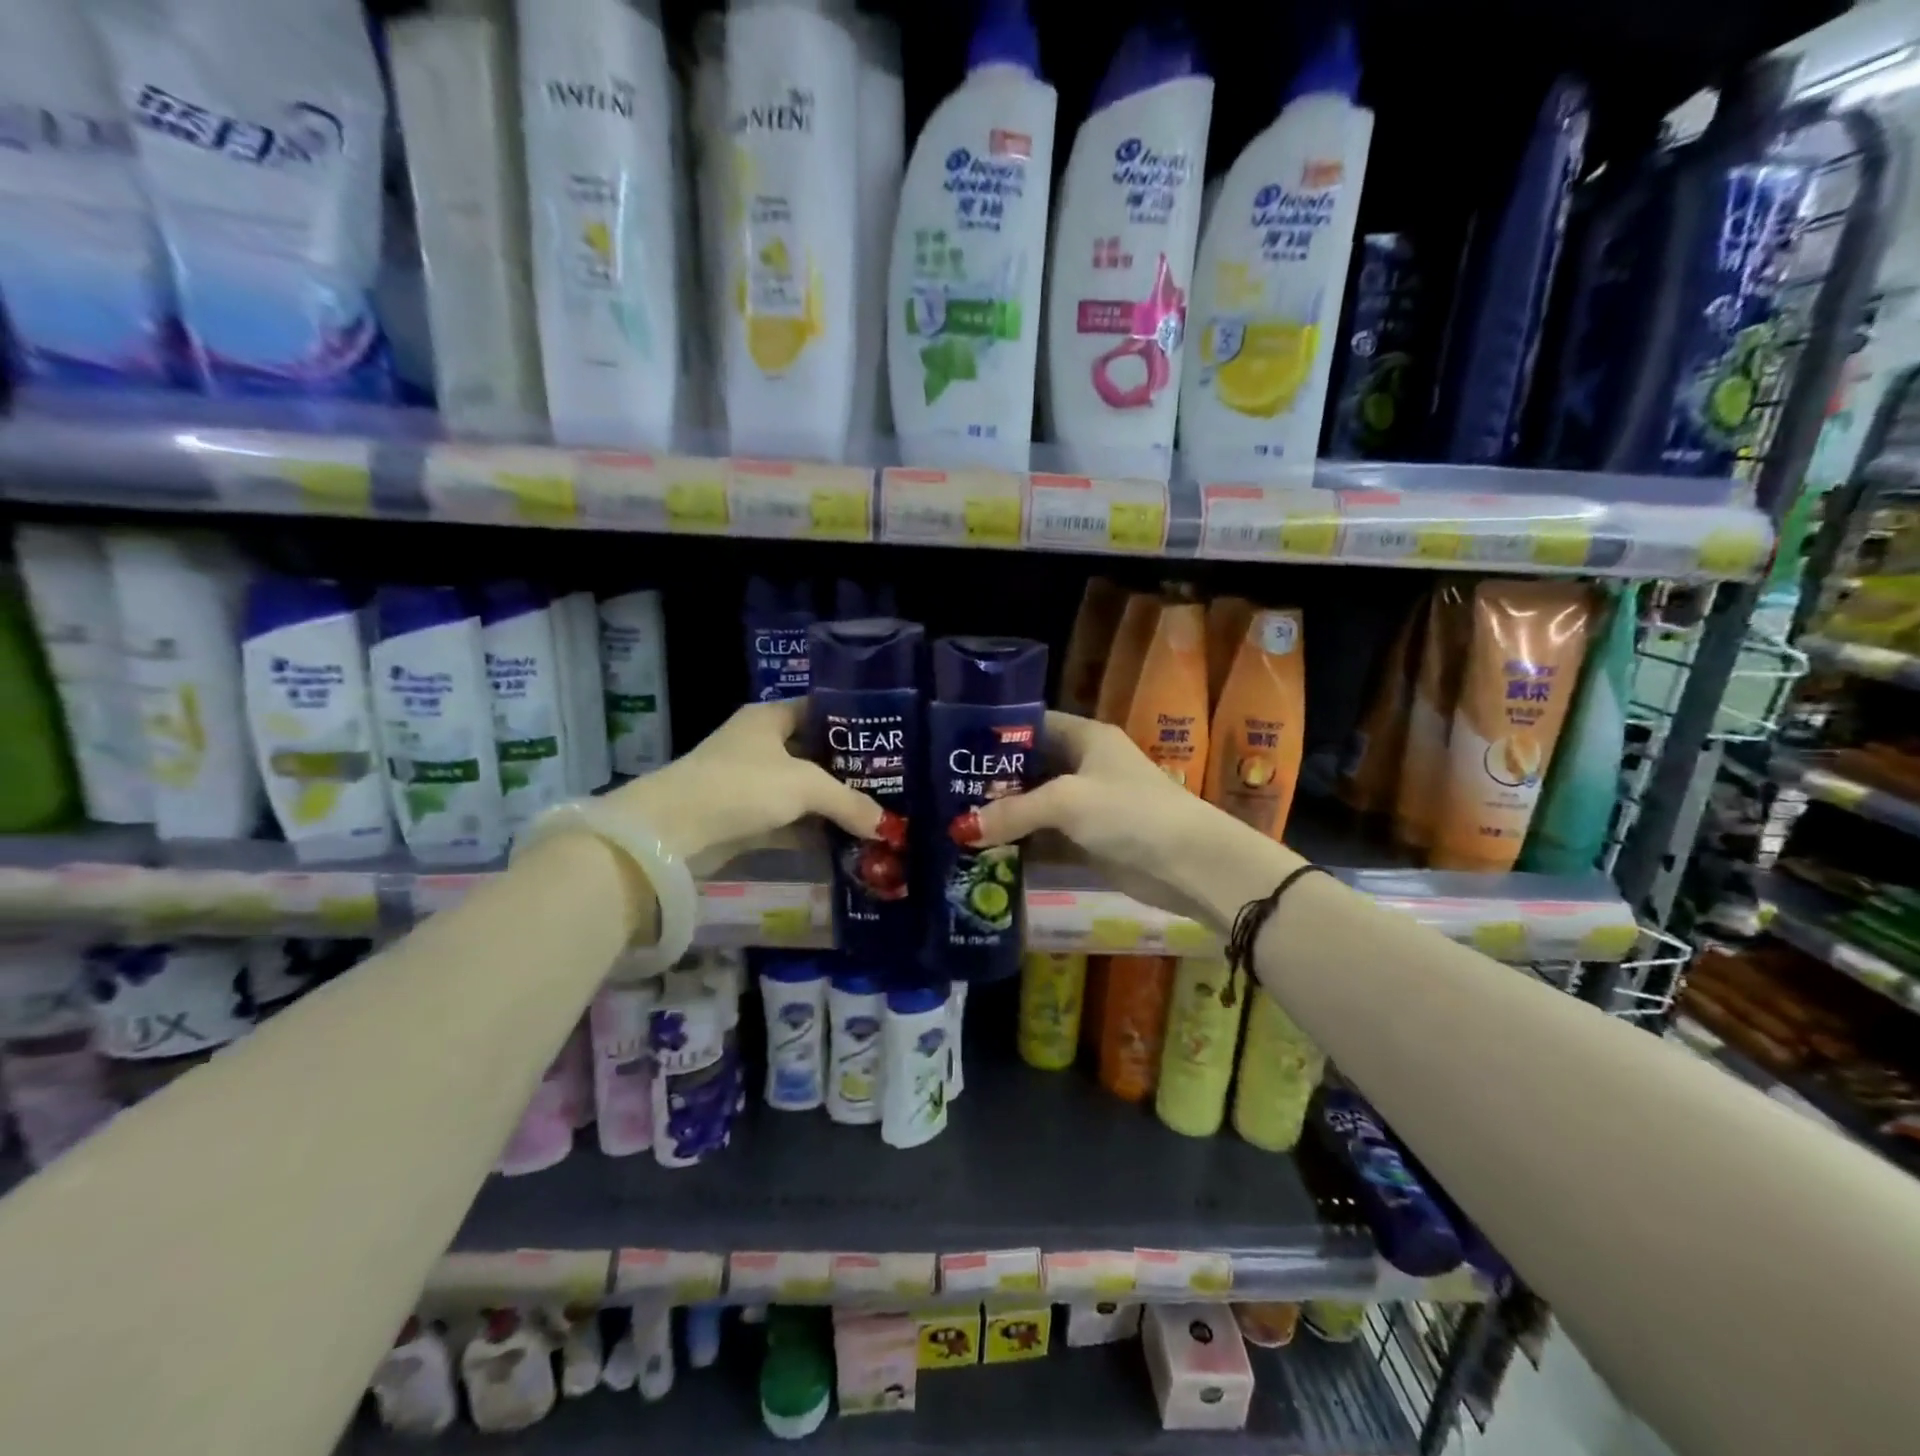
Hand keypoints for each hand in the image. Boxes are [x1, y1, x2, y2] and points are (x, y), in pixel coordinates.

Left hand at [604, 699, 888, 873]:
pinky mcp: (746, 817)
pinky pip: (790, 821)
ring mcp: (751, 783)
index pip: (819, 710)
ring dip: (833, 806)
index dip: (852, 723)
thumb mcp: (805, 786)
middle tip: (890, 783)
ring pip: (803, 791)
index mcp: (770, 718)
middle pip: (815, 754)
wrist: (673, 831)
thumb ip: (849, 802)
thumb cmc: (742, 785)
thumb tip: (887, 826)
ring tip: (876, 816)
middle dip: (849, 771)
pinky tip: (847, 843)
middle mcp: (760, 745)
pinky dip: (814, 832)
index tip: (886, 739)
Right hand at [964, 712, 1304, 932]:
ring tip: (954, 824)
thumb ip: (1012, 812)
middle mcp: (1084, 766)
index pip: (1031, 724)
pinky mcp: (1088, 840)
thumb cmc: (1130, 812)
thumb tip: (959, 829)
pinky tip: (984, 853)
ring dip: (1003, 817)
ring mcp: (1086, 805)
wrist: (1191, 864)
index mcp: (1085, 738)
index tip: (953, 749)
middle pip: (1028, 768)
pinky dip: (1020, 845)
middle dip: (992, 782)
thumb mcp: (1066, 802)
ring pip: (1034, 806)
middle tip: (944, 792)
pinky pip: (1045, 837)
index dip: (995, 734)